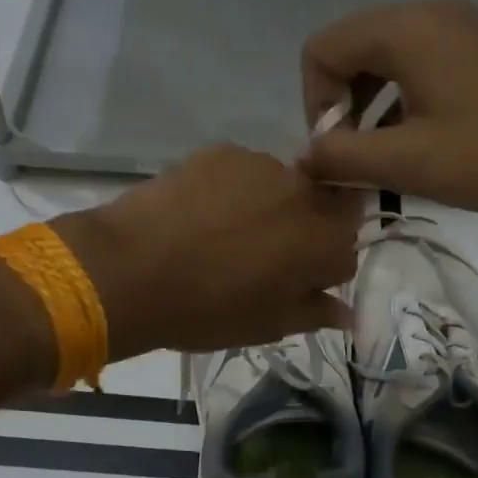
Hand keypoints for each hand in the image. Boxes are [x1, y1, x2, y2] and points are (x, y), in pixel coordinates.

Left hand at [53, 144, 361, 360]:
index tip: (292, 284)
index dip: (320, 271)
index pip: (346, 252)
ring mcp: (263, 166)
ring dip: (268, 207)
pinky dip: (232, 190)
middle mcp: (306, 195)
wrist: (132, 270)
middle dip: (303, 231)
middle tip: (260, 256)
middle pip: (321, 209)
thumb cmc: (206, 310)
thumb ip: (314, 312)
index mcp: (324, 242)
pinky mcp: (224, 151)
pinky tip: (199, 213)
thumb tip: (345, 311)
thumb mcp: (267, 326)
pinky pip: (243, 172)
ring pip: (282, 188)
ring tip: (222, 233)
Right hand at [299, 0, 477, 228]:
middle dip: (341, 105)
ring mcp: (462, 31)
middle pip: (353, 50)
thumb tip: (304, 156)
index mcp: (405, 30)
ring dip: (371, 108)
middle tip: (354, 158)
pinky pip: (422, 67)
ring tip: (383, 159)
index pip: (322, 50)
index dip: (315, 103)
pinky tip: (418, 147)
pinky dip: (403, 103)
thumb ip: (342, 155)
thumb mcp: (408, 161)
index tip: (336, 152)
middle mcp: (430, 16)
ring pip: (387, 61)